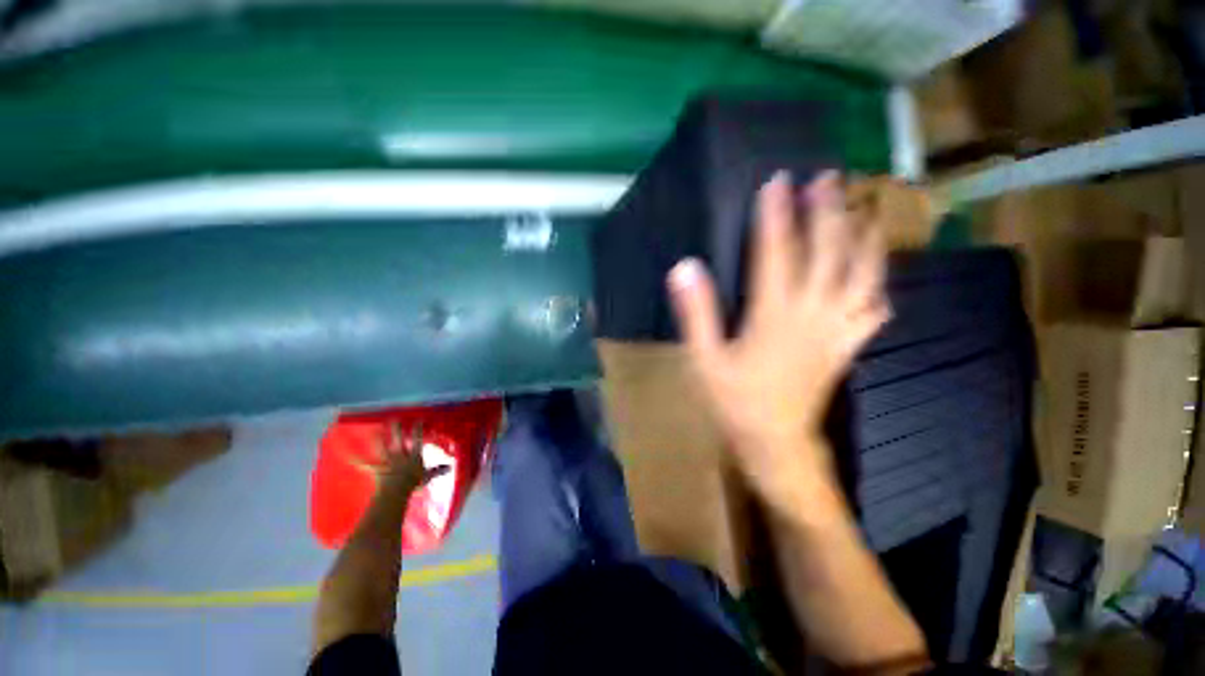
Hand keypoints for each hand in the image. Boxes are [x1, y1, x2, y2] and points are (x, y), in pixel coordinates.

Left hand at [353, 422, 449, 495]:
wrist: (395, 491)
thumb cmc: (413, 483)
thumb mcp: (427, 477)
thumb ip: (437, 470)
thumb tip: (450, 466)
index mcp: (413, 456)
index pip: (416, 440)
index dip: (417, 430)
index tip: (418, 420)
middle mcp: (400, 455)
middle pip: (398, 440)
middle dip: (396, 429)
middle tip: (394, 419)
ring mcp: (387, 462)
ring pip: (382, 448)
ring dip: (378, 440)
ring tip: (374, 431)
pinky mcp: (377, 470)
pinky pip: (366, 465)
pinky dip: (358, 461)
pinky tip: (349, 457)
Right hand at [667, 171, 889, 505]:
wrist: (776, 442)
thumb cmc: (735, 400)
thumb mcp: (704, 359)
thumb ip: (696, 312)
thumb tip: (685, 267)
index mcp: (774, 315)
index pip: (776, 253)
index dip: (777, 215)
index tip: (778, 182)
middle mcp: (812, 314)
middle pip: (827, 254)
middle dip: (827, 212)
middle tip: (828, 178)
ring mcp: (836, 329)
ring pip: (862, 275)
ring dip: (863, 238)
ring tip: (864, 209)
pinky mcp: (847, 346)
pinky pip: (873, 309)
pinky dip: (877, 285)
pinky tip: (876, 274)